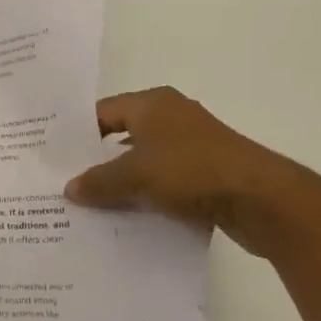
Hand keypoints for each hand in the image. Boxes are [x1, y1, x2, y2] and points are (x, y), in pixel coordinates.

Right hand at [64, 87, 306, 257]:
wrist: (264, 201)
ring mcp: (195, 145)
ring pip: (146, 161)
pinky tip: (133, 217)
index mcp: (152, 103)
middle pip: (123, 136)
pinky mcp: (210, 173)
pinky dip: (151, 195)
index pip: (102, 112)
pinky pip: (168, 181)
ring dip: (126, 181)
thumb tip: (69, 189)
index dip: (78, 133)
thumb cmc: (191, 171)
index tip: (56, 157)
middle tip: (69, 181)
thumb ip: (98, 181)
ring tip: (95, 204)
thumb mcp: (134, 176)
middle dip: (98, 160)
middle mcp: (172, 117)